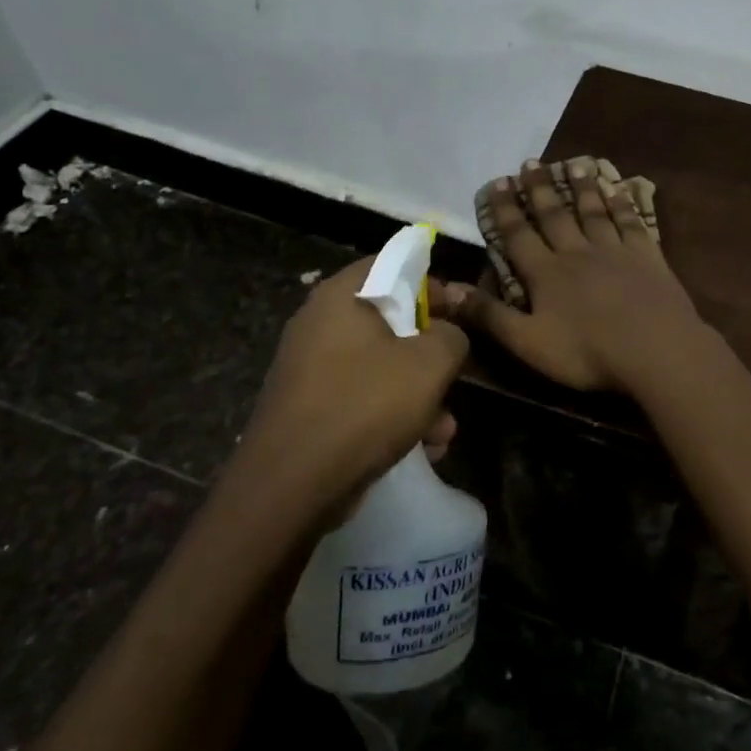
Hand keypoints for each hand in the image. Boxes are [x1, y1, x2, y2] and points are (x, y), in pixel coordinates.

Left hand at [232, 258, 468, 520]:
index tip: (460, 312)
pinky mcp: (308, 407)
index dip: (432, 284)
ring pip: (379, 366)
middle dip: (429, 352)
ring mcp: (309, 367)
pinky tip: (421, 448)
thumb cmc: (365, 406)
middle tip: (454, 373)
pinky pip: (360, 397)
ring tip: (445, 430)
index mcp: (341, 296)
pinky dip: (391, 415)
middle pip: (390, 320)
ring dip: (418, 394)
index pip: (393, 264)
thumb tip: (449, 332)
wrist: (290, 486)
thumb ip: (451, 336)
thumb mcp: (429, 364)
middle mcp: (319, 323)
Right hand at [447, 159, 706, 391]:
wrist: (654, 349)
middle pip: (555, 215)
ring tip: (574, 164)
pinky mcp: (647, 256)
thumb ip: (488, 315)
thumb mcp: (527, 342)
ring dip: (581, 188)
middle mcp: (577, 252)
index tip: (499, 182)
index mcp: (546, 274)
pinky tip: (618, 188)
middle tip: (531, 163)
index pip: (519, 235)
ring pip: (593, 212)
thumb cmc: (587, 352)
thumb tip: (446, 289)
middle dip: (540, 189)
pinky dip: (622, 203)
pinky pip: (631, 222)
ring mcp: (614, 251)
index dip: (506, 209)